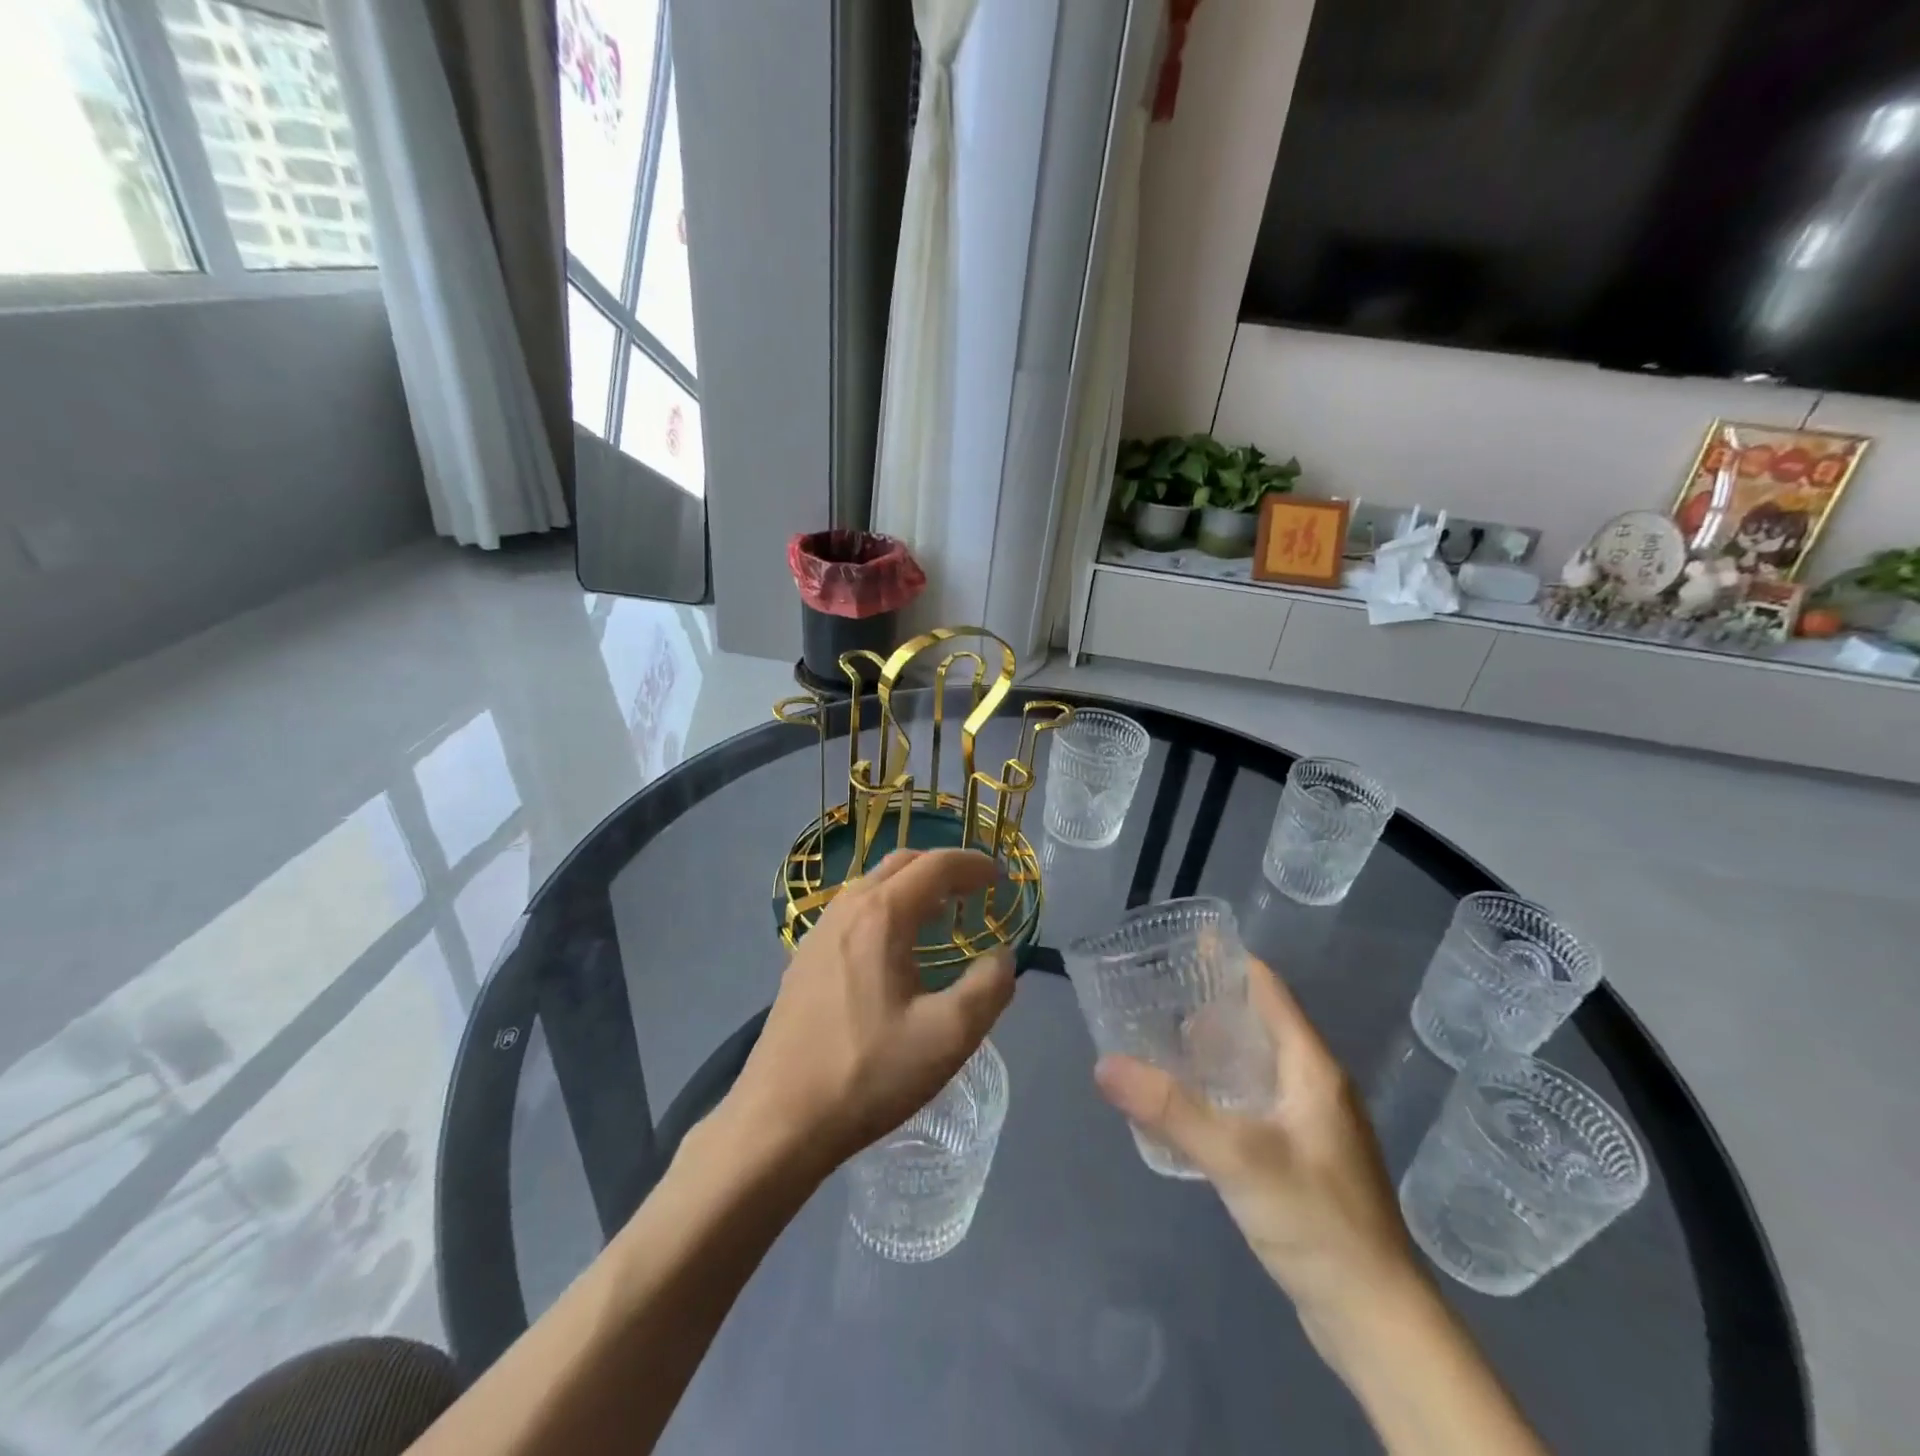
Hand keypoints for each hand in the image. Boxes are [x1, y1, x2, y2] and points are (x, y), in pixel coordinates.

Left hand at [723, 848, 1015, 1176]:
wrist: (779, 1121)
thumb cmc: (868, 1074)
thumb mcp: (948, 1037)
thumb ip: (989, 988)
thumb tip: (1002, 956)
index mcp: (881, 917)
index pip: (935, 866)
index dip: (974, 864)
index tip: (1001, 878)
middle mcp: (846, 910)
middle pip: (901, 864)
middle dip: (943, 868)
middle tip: (975, 890)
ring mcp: (818, 933)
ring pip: (872, 885)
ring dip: (911, 886)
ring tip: (941, 914)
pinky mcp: (803, 960)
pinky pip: (853, 912)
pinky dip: (885, 908)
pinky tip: (894, 949)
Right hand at [1093, 956, 1421, 1346]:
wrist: (1374, 1319)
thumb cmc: (1315, 1220)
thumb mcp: (1237, 1157)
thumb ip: (1170, 1109)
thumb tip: (1104, 1063)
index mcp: (1310, 1066)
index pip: (1267, 989)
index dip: (1226, 961)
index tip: (1177, 946)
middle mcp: (1314, 1083)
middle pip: (1258, 1021)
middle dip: (1207, 1003)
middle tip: (1151, 994)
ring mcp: (1311, 1121)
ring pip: (1255, 1063)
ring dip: (1212, 1048)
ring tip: (1158, 1039)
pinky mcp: (1302, 1155)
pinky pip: (1254, 1099)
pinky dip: (1220, 1087)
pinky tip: (1187, 1102)